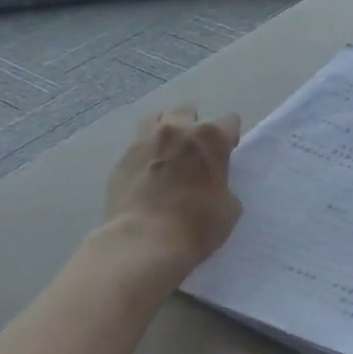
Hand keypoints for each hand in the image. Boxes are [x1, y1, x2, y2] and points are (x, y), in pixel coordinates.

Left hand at [102, 106, 242, 276]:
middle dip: (193, 125)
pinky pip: (137, 145)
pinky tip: (146, 172)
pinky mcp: (122, 158)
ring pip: (157, 120)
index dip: (229, 138)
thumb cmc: (196, 226)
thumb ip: (223, 184)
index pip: (229, 122)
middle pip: (188, 111)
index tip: (226, 153)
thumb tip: (213, 183)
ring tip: (166, 152)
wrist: (143, 243)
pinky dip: (145, 153)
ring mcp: (146, 141)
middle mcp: (178, 130)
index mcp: (210, 138)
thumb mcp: (229, 208)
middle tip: (194, 150)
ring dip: (166, 131)